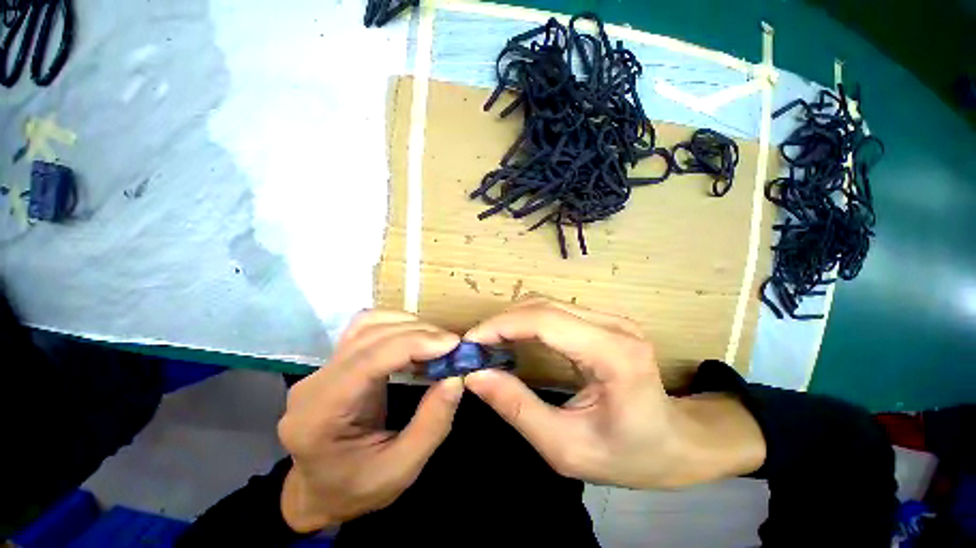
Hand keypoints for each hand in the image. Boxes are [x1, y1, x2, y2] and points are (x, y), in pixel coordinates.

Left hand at [277, 311, 462, 531]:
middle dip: (418, 333)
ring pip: (369, 323)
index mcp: (321, 414)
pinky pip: (368, 328)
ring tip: (437, 341)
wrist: (317, 492)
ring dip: (409, 325)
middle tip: (452, 345)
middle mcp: (315, 382)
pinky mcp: (336, 360)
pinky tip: (417, 339)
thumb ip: (432, 424)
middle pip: (370, 335)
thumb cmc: (355, 489)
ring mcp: (323, 367)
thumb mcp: (401, 470)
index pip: (369, 359)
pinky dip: (397, 326)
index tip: (453, 344)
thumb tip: (456, 377)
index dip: (415, 343)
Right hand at [463, 298, 765, 488]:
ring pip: (547, 304)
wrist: (677, 443)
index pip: (545, 321)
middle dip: (502, 321)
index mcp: (614, 355)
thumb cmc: (629, 455)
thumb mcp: (565, 448)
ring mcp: (611, 318)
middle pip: (543, 306)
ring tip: (488, 344)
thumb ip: (517, 408)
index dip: (501, 325)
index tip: (469, 343)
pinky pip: (556, 311)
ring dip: (512, 320)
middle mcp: (614, 325)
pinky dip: (527, 321)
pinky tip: (513, 339)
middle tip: (474, 347)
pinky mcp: (604, 320)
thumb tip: (475, 376)